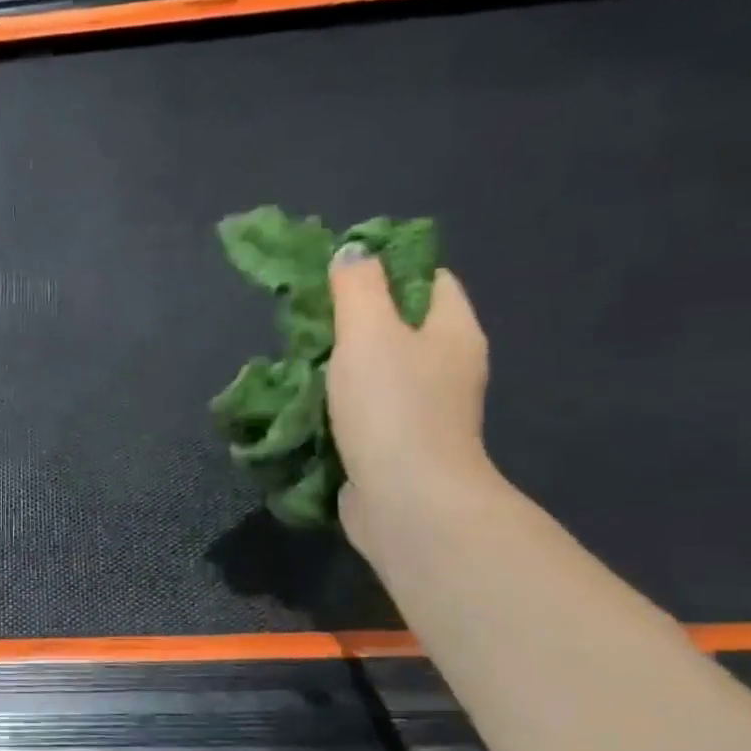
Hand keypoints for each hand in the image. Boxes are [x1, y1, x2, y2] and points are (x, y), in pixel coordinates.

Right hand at [327, 246, 492, 551]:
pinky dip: (338, 404)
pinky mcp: (397, 443)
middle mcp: (447, 367)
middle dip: (352, 322)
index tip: (339, 276)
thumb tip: (353, 251)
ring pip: (378, 370)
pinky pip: (366, 409)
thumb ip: (358, 287)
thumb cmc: (392, 407)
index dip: (387, 269)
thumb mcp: (369, 333)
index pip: (428, 280)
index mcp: (453, 331)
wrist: (407, 499)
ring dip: (339, 367)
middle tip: (306, 323)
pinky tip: (306, 405)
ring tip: (297, 363)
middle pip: (400, 326)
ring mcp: (424, 409)